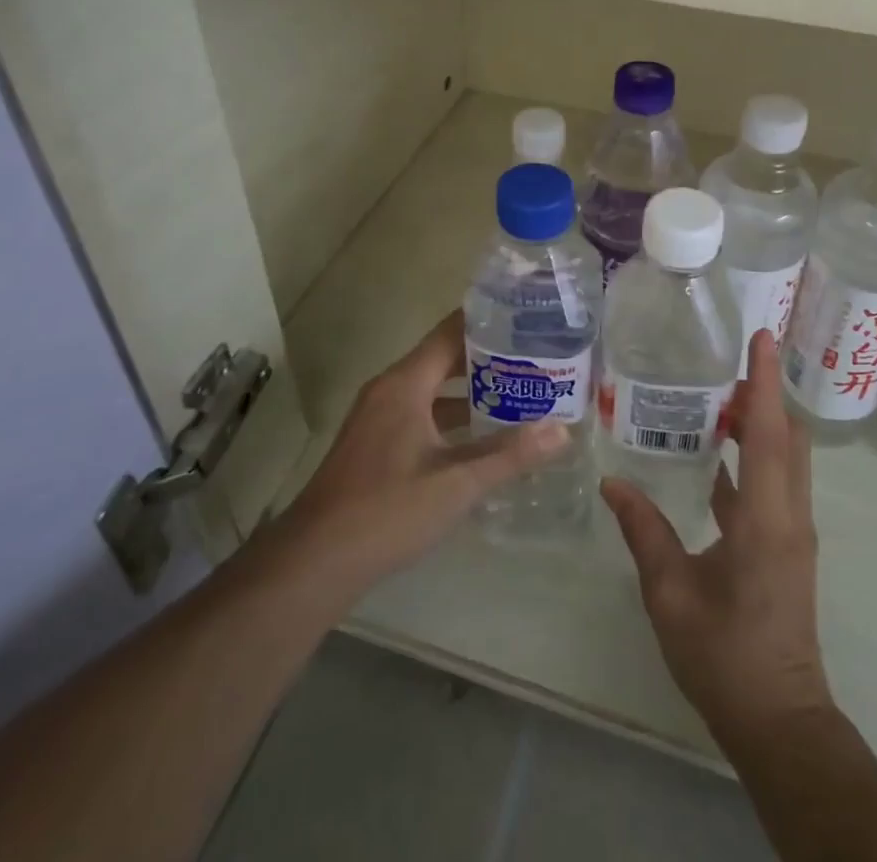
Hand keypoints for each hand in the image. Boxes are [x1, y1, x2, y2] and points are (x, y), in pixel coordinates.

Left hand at [264, 311, 566, 608]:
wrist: (314, 562)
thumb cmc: (387, 511)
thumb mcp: (456, 483)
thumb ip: (509, 454)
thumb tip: (562, 431)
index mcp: (404, 384)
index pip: (450, 333)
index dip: (486, 320)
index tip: (525, 315)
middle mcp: (389, 390)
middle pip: (442, 358)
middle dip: (487, 356)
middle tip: (534, 356)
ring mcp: (378, 419)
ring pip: (431, 390)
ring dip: (470, 390)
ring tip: (518, 391)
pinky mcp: (375, 445)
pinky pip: (420, 414)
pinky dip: (451, 417)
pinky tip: (481, 437)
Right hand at [601, 330, 831, 744]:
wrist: (779, 721)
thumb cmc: (725, 655)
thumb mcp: (669, 592)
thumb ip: (643, 530)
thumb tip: (612, 481)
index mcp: (765, 519)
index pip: (769, 432)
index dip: (764, 381)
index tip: (762, 336)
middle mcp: (789, 514)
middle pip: (789, 435)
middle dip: (763, 394)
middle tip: (721, 368)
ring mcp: (793, 530)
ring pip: (787, 457)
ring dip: (760, 423)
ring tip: (714, 399)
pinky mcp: (787, 545)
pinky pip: (775, 482)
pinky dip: (753, 456)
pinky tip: (714, 456)